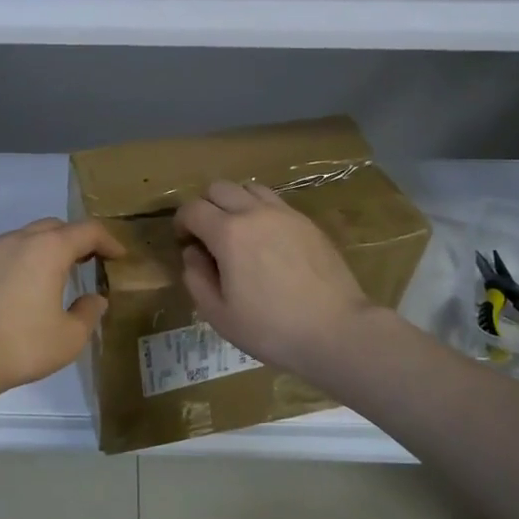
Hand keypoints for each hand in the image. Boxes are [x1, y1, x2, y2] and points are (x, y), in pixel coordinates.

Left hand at [0, 217, 125, 401]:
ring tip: (56, 274)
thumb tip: (95, 299)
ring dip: (46, 249)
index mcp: (48, 249)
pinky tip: (21, 290)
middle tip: (90, 261)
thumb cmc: (21, 345)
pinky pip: (4, 255)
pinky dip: (22, 262)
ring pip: (26, 238)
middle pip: (54, 227)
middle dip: (76, 239)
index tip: (119, 256)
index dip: (108, 241)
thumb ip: (88, 313)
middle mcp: (18, 240)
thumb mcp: (69, 337)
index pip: (87, 231)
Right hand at [175, 180, 373, 379]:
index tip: (184, 242)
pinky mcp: (308, 222)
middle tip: (207, 236)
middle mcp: (255, 213)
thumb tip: (193, 253)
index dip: (181, 223)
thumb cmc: (271, 328)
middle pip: (219, 188)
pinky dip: (260, 211)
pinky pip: (275, 202)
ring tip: (238, 232)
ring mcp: (285, 214)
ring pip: (249, 188)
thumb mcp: (219, 314)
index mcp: (228, 233)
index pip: (192, 208)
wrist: (336, 331)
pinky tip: (266, 241)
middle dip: (205, 206)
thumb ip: (196, 278)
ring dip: (234, 203)